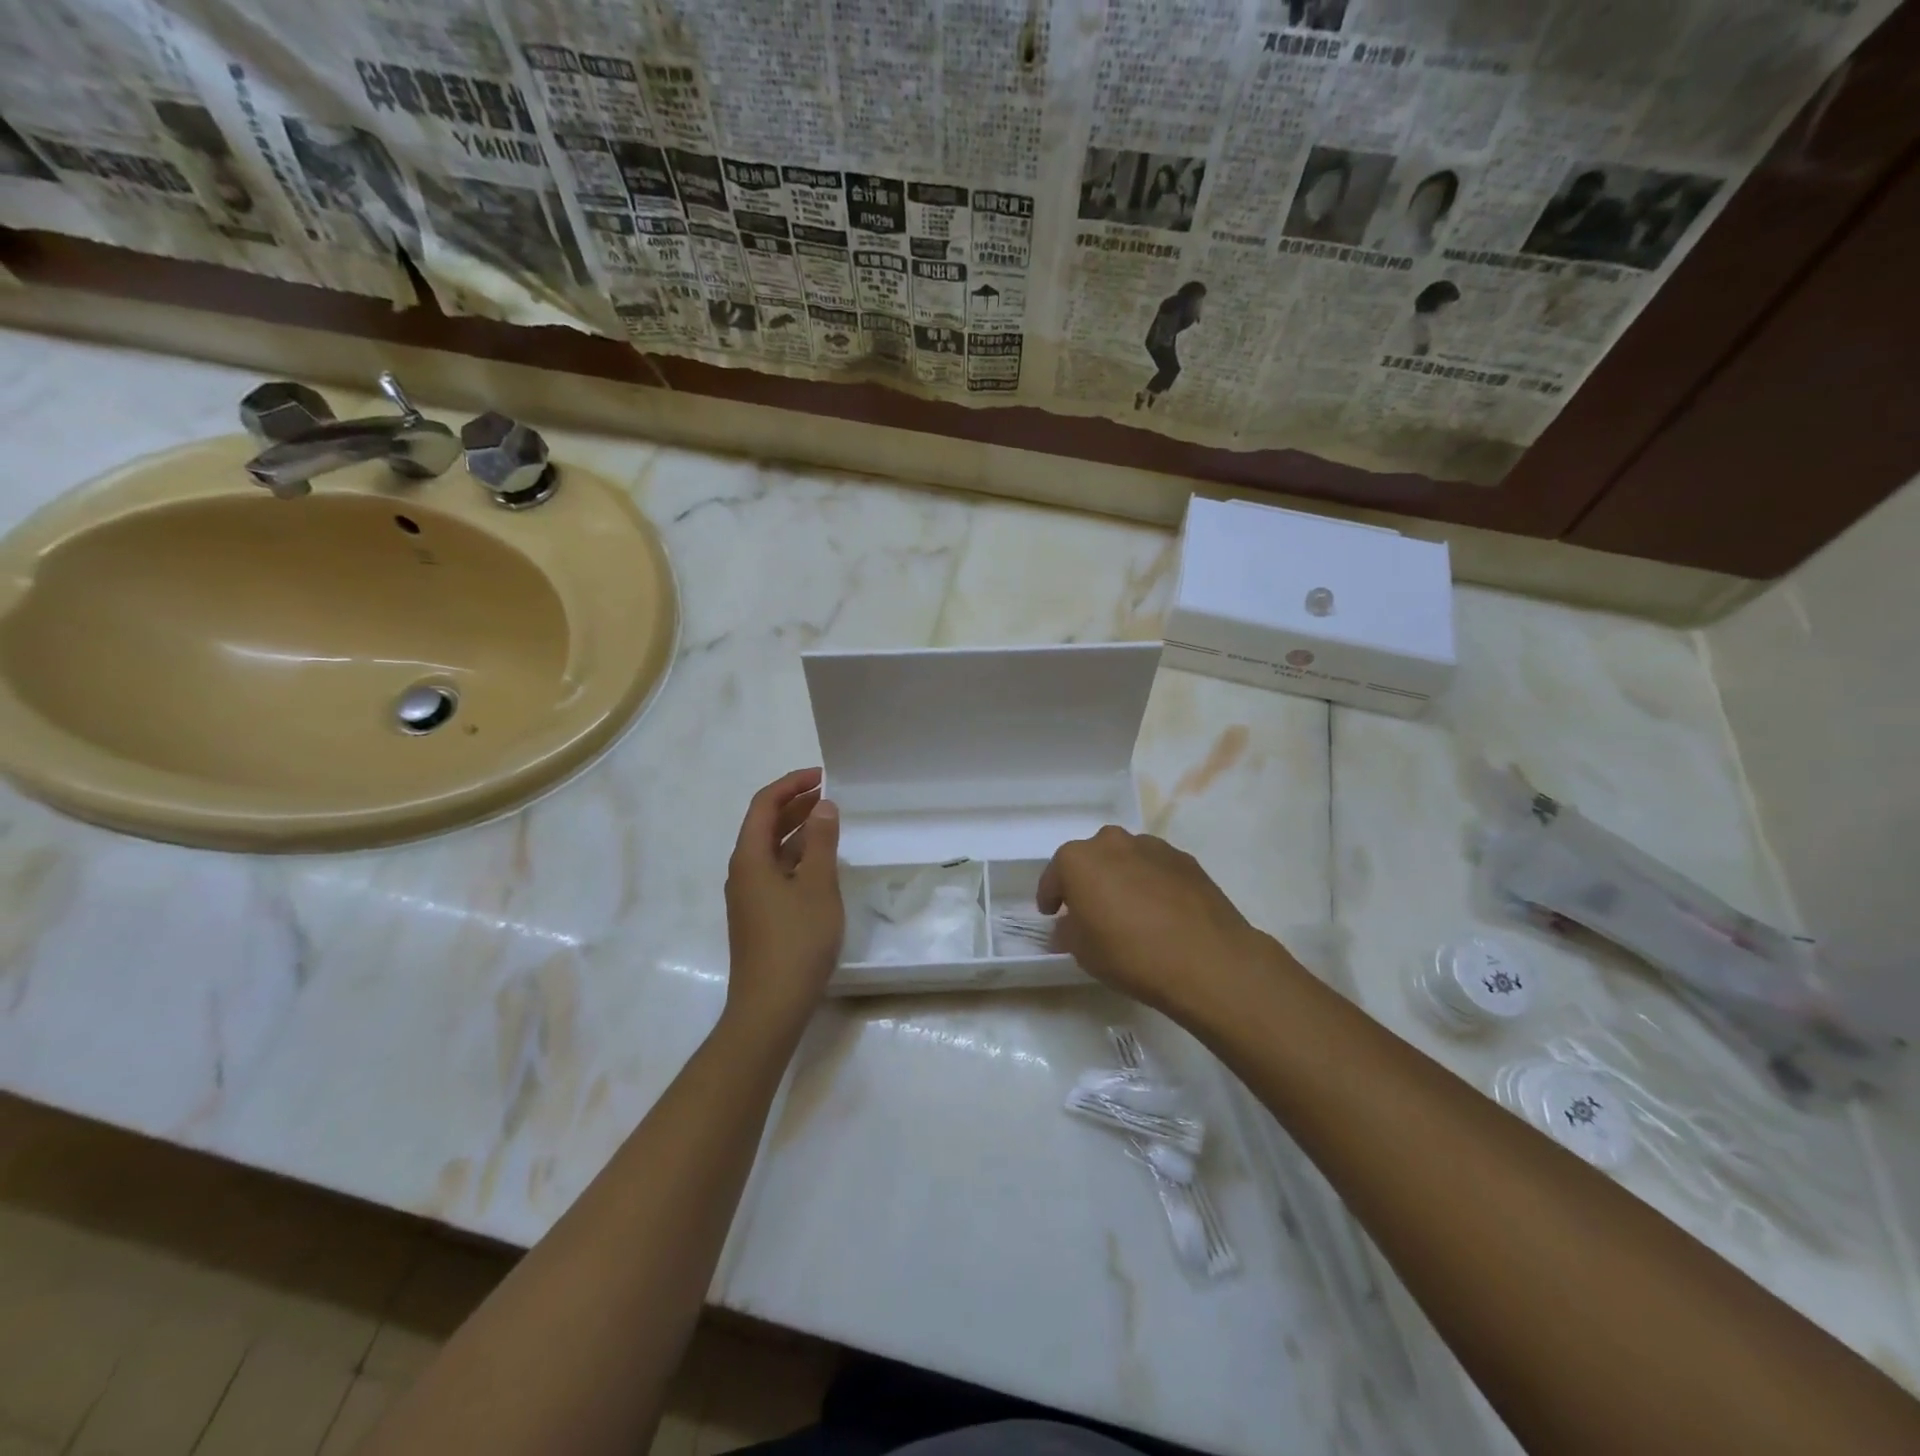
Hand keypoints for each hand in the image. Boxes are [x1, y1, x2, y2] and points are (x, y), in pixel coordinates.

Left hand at [724, 768, 843, 1038]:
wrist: (770, 1007)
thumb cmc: (796, 941)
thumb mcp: (817, 886)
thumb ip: (821, 842)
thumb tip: (823, 807)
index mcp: (750, 858)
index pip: (764, 805)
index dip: (791, 785)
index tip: (822, 776)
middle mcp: (743, 872)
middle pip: (764, 825)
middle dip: (795, 805)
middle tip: (830, 795)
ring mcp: (749, 897)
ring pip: (771, 850)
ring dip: (798, 831)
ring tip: (830, 822)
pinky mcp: (759, 916)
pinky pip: (776, 872)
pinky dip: (797, 857)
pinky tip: (821, 864)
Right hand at [1038, 826, 1283, 1024]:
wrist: (1207, 960)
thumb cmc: (1130, 954)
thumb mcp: (1084, 952)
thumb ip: (1069, 932)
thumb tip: (1068, 926)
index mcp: (1078, 859)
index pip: (1054, 875)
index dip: (1051, 897)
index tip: (1052, 915)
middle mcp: (1112, 842)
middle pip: (1091, 859)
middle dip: (1087, 881)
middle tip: (1091, 911)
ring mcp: (1152, 847)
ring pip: (1126, 859)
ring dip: (1121, 878)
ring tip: (1130, 912)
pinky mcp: (1185, 860)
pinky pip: (1156, 868)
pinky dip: (1151, 883)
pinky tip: (1160, 912)